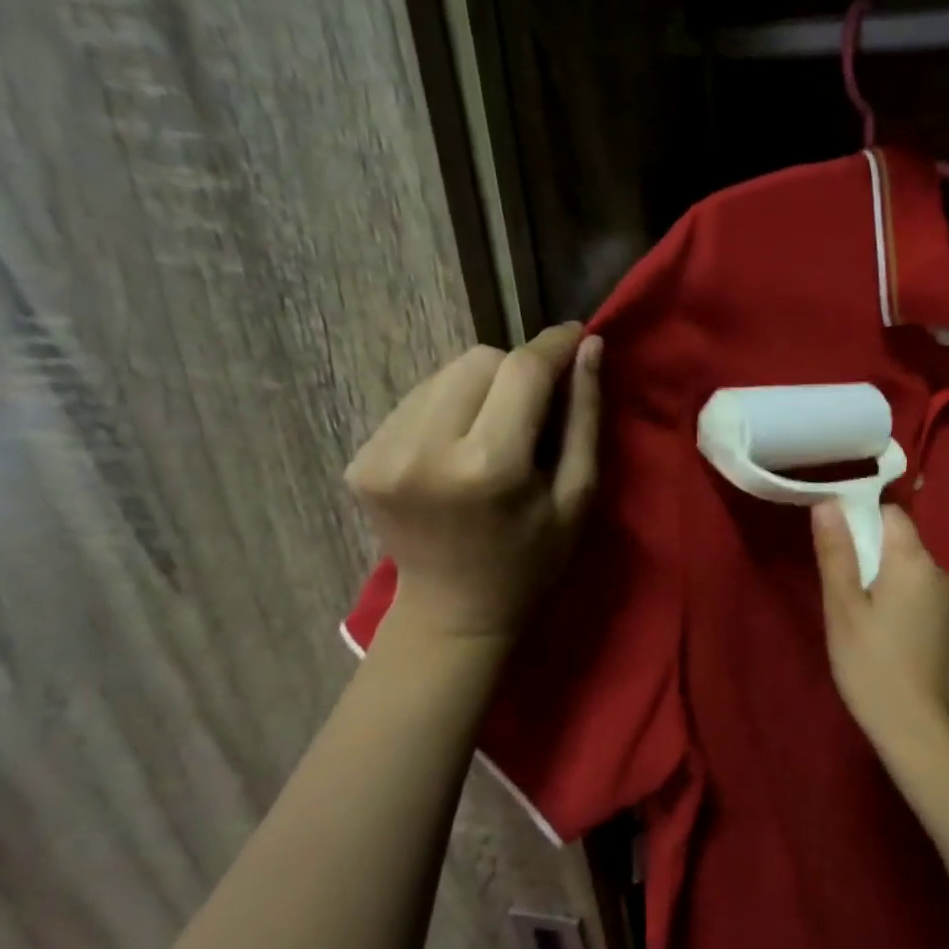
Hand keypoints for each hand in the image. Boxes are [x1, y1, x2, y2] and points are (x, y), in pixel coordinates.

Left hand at [345, 323, 601, 647]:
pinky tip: (459, 446)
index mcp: (487, 466)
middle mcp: (424, 449)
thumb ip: (585, 418)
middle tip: (535, 408)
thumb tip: (589, 347)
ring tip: (495, 429)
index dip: (552, 345)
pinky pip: (416, 400)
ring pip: (443, 373)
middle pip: (478, 360)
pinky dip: (447, 408)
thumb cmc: (532, 561)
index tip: (575, 334)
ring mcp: (381, 453)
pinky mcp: (360, 458)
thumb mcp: (577, 496)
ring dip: (479, 387)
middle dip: (515, 372)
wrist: (453, 613)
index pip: (521, 370)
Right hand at [812, 502, 948, 769]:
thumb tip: (829, 503)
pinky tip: (886, 639)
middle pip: (900, 543)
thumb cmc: (874, 668)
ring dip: (885, 582)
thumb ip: (837, 553)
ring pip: (910, 572)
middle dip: (870, 557)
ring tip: (861, 622)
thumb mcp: (844, 610)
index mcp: (915, 561)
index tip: (837, 550)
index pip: (890, 514)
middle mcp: (941, 572)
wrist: (925, 733)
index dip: (861, 521)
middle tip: (842, 596)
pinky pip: (922, 595)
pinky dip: (901, 603)